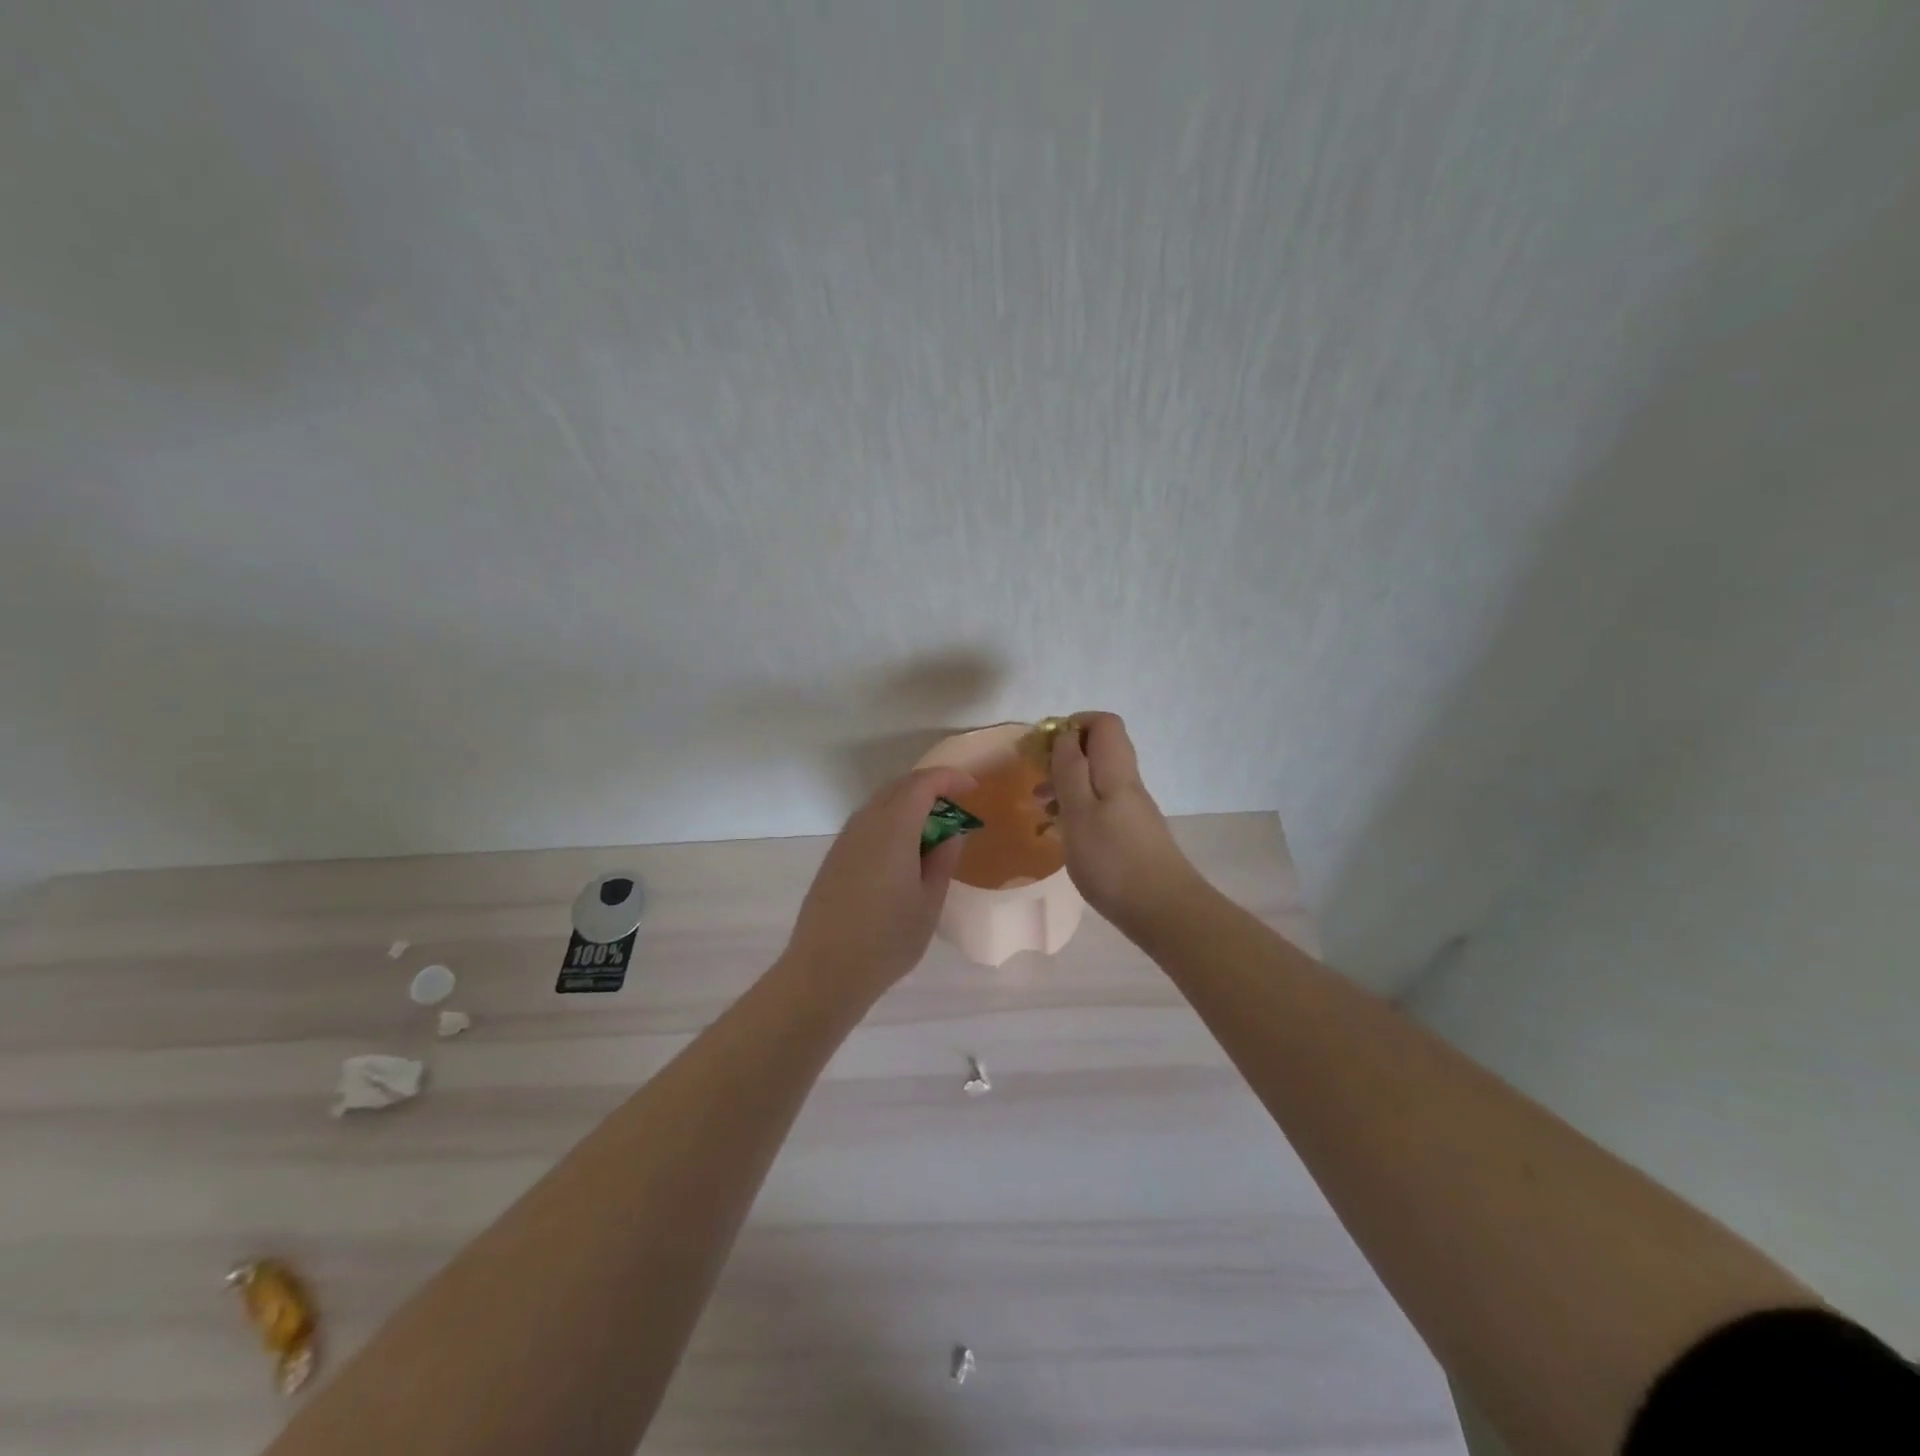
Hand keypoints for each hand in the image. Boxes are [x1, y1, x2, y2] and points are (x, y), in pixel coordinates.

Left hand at [783, 766, 977, 995]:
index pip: (923, 784)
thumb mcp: (929, 903)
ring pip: (880, 804)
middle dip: (930, 787)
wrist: (824, 971)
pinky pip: (867, 823)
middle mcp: (865, 824)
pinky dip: (891, 822)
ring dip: (908, 804)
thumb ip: (943, 860)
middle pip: (899, 787)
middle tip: (956, 806)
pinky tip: (903, 851)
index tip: (972, 788)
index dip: (950, 779)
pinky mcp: (834, 857)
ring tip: (933, 829)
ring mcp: (845, 840)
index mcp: (893, 829)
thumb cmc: (887, 940)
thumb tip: (951, 833)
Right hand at [1051, 712, 1199, 931]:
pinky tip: (1062, 834)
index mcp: (1116, 770)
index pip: (1103, 723)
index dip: (1073, 724)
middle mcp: (1127, 783)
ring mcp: (1132, 810)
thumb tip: (1064, 735)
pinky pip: (1100, 807)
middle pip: (1099, 750)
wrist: (1164, 911)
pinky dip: (1078, 811)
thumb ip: (1070, 770)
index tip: (1044, 747)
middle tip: (1037, 781)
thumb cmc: (1113, 859)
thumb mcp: (1080, 811)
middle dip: (1064, 757)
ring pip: (1096, 781)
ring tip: (1041, 809)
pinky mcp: (1131, 834)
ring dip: (1067, 786)